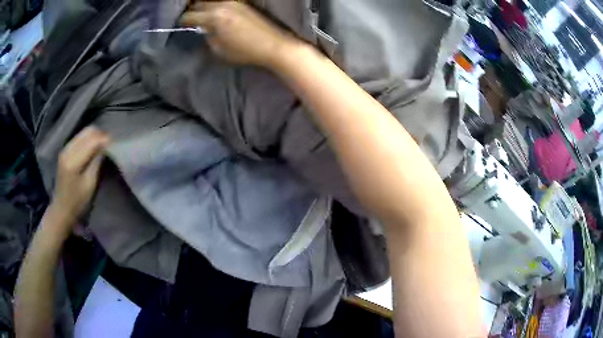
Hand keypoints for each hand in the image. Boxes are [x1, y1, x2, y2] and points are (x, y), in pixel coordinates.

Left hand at [50, 127, 109, 227]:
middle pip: (87, 131)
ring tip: (102, 145)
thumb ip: (96, 162)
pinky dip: (88, 139)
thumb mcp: (90, 184)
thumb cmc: (77, 201)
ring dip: (94, 136)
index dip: (104, 139)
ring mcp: (65, 148)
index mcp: (73, 161)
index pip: (92, 141)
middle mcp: (68, 150)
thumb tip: (106, 147)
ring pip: (83, 132)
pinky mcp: (65, 150)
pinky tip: (93, 147)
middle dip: (100, 135)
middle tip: (109, 144)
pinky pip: (79, 137)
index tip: (115, 144)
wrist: (62, 208)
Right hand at [179, 1, 298, 67]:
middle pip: (199, 3)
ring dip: (203, 5)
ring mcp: (233, 2)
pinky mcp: (242, 3)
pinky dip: (215, 4)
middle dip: (192, 10)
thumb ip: (208, 36)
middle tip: (189, 17)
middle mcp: (222, 5)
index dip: (183, 21)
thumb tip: (205, 29)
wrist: (272, 45)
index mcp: (214, 18)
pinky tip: (215, 11)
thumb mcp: (219, 49)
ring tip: (201, 13)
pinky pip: (222, 0)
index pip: (190, 16)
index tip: (181, 25)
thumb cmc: (244, 51)